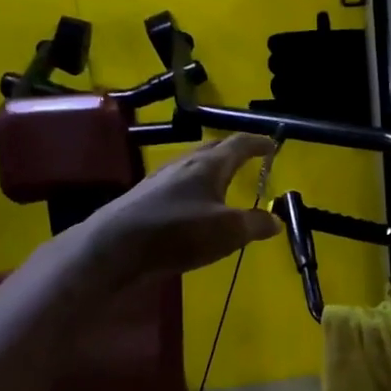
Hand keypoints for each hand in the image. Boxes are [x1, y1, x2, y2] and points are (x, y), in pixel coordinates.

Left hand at [74, 133, 280, 284]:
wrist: (115, 247)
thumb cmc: (178, 232)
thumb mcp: (228, 231)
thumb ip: (255, 224)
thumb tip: (275, 220)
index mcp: (209, 165)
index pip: (239, 143)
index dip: (258, 143)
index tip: (273, 145)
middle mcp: (185, 164)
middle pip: (214, 149)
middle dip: (234, 152)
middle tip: (251, 159)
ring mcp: (162, 180)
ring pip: (195, 167)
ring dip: (214, 171)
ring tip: (226, 183)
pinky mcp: (146, 198)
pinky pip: (180, 185)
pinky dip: (197, 188)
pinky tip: (196, 207)